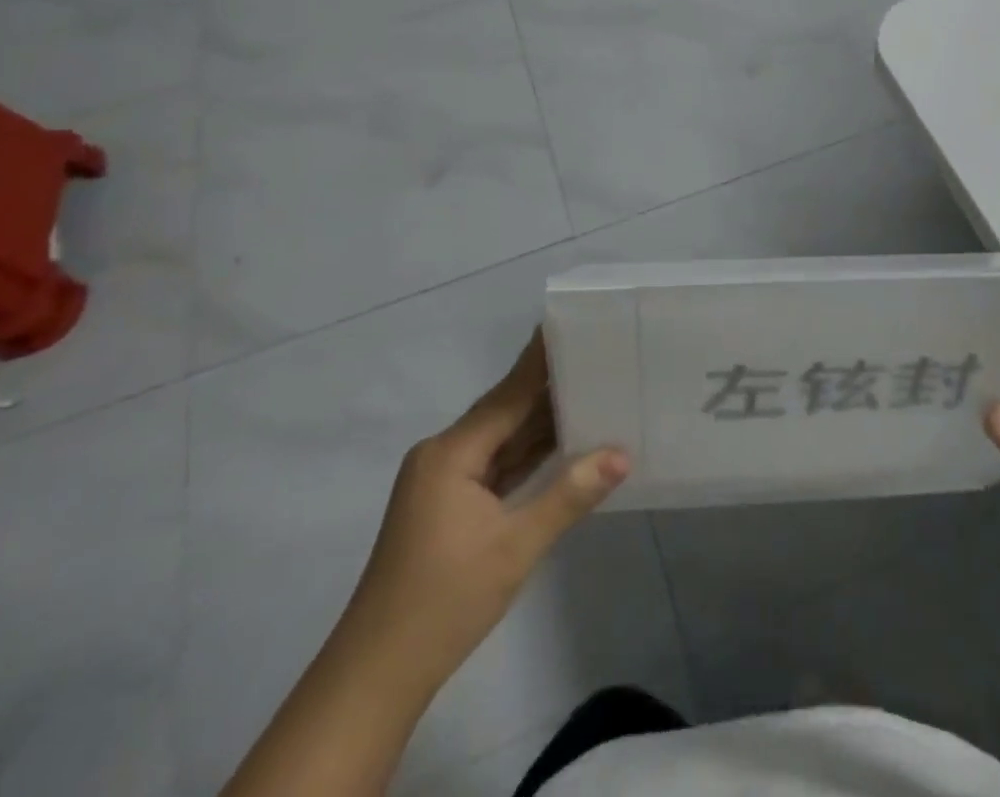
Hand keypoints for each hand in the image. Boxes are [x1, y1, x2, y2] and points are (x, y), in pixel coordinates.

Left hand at [347, 335, 629, 678]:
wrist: (377, 675)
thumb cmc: (444, 601)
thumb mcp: (515, 547)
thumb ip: (569, 495)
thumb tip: (622, 454)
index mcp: (452, 452)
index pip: (508, 394)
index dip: (540, 360)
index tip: (570, 324)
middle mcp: (445, 455)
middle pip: (505, 412)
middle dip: (549, 389)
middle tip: (598, 358)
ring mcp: (444, 481)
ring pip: (502, 440)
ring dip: (541, 424)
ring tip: (591, 390)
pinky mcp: (449, 505)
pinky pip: (496, 466)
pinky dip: (527, 455)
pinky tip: (563, 442)